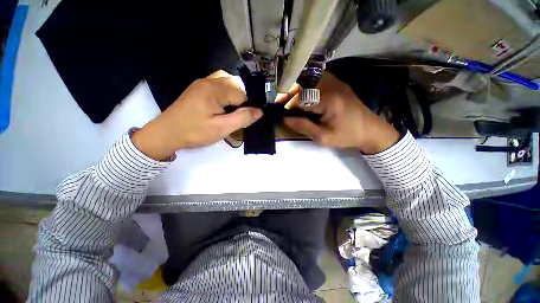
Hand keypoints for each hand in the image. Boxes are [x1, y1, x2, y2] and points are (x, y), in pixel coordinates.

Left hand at [132, 71, 262, 159]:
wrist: (166, 133)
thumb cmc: (195, 132)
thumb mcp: (222, 128)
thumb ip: (243, 118)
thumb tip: (260, 111)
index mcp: (215, 90)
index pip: (243, 93)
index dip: (248, 106)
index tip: (247, 119)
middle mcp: (209, 81)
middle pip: (237, 84)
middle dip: (243, 99)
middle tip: (240, 116)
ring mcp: (202, 83)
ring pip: (228, 82)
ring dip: (236, 94)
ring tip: (234, 110)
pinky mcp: (198, 88)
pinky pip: (219, 84)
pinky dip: (227, 92)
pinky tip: (225, 104)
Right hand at [283, 72, 399, 153]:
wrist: (371, 130)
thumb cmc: (347, 136)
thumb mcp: (323, 137)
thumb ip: (303, 126)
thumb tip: (285, 119)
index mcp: (329, 101)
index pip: (301, 97)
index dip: (287, 103)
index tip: (279, 110)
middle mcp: (332, 86)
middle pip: (304, 82)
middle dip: (290, 91)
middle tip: (282, 102)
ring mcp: (336, 82)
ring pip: (310, 77)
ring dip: (297, 87)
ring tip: (291, 99)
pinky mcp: (338, 83)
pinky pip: (318, 78)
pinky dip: (307, 84)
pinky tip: (304, 95)